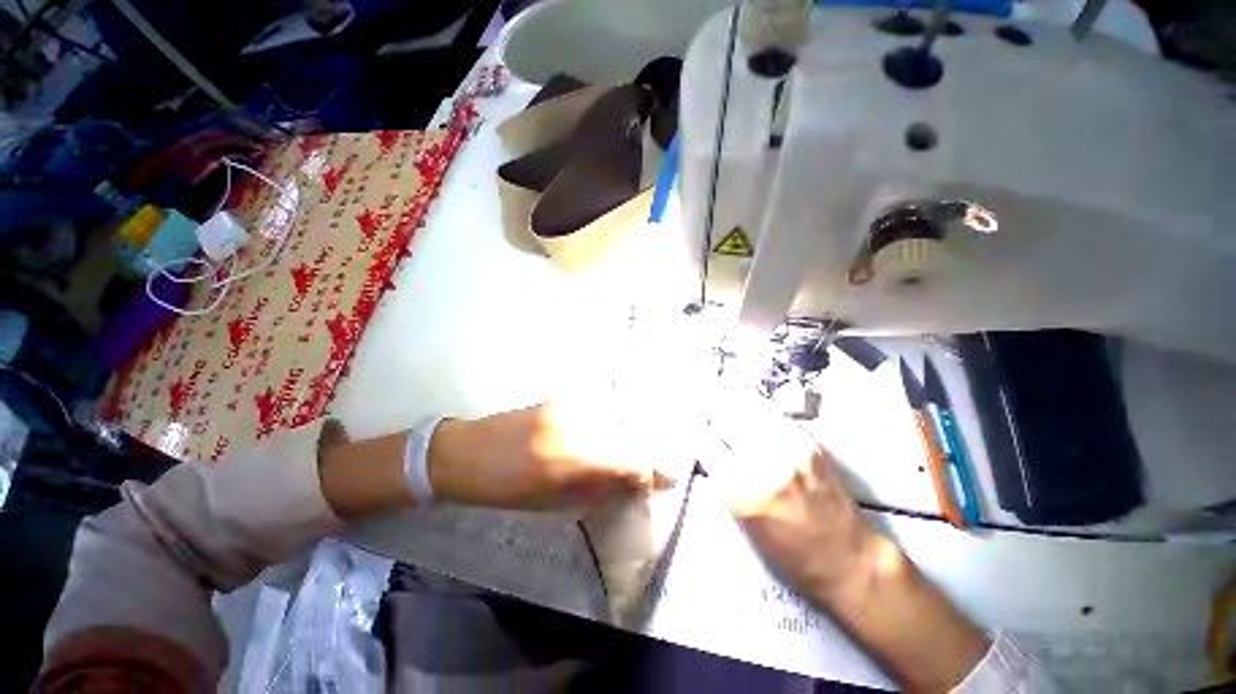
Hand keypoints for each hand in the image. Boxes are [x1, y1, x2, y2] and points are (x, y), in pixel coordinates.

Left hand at [430, 401, 667, 510]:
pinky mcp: (558, 399)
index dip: (648, 471)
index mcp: (571, 461)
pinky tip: (595, 433)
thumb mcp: (550, 501)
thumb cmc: (504, 488)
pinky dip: (601, 423)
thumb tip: (628, 484)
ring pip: (609, 421)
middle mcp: (574, 427)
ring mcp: (566, 408)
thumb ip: (594, 490)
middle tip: (641, 467)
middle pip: (623, 437)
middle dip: (636, 453)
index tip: (661, 480)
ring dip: (619, 437)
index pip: (626, 461)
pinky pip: (592, 411)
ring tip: (619, 449)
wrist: (464, 453)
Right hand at [704, 389, 879, 606]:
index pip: (705, 443)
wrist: (849, 559)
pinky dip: (753, 403)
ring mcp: (789, 449)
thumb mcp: (743, 523)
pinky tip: (744, 396)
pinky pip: (772, 414)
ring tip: (714, 385)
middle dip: (708, 401)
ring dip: (728, 395)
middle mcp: (763, 464)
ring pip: (749, 409)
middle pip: (726, 418)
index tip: (684, 415)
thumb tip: (708, 447)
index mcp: (741, 492)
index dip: (692, 425)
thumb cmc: (789, 555)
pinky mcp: (808, 443)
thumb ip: (723, 481)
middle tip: (696, 391)